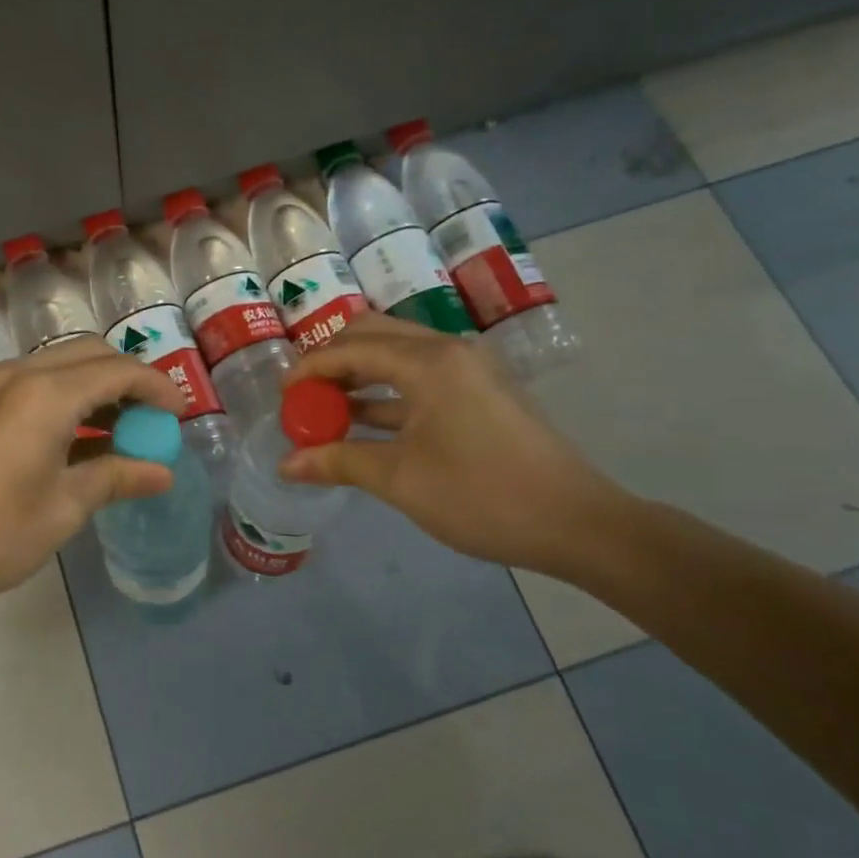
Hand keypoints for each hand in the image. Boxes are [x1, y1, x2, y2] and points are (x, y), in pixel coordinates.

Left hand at [0, 337, 185, 617]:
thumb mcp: (63, 509)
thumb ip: (115, 479)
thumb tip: (163, 473)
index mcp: (47, 395)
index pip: (119, 371)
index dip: (157, 388)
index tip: (179, 417)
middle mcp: (20, 376)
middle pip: (90, 354)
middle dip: (128, 380)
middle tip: (151, 422)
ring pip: (60, 365)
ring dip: (96, 387)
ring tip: (120, 432)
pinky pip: (34, 384)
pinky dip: (66, 398)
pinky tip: (76, 439)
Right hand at [278, 313, 627, 576]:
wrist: (576, 523)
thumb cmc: (481, 495)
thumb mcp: (399, 479)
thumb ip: (337, 461)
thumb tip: (285, 464)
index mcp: (428, 362)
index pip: (351, 348)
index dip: (310, 368)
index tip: (282, 395)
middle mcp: (448, 351)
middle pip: (374, 334)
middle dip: (333, 360)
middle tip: (305, 395)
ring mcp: (469, 370)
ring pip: (398, 355)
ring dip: (359, 376)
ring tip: (326, 410)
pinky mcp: (481, 393)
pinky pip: (420, 378)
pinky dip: (387, 394)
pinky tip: (364, 424)